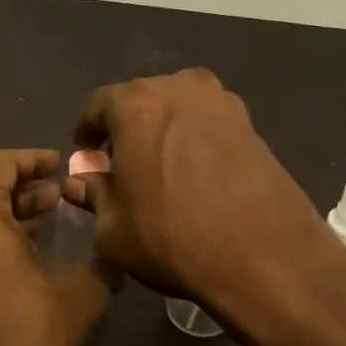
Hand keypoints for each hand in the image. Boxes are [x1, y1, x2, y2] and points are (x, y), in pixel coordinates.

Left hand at [0, 149, 110, 345]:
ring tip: (44, 223)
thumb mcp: (82, 290)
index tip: (57, 164)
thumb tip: (115, 244)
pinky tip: (19, 255)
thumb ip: (101, 256)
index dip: (31, 159)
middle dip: (21, 189)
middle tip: (57, 197)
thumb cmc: (31, 332)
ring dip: (6, 214)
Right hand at [63, 70, 331, 314]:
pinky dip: (194, 140)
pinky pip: (208, 124)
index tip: (85, 152)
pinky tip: (194, 175)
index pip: (98, 104)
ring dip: (162, 131)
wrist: (264, 256)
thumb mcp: (114, 228)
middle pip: (141, 101)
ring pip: (178, 110)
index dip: (87, 129)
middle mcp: (180, 88)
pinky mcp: (252, 125)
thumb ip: (93, 194)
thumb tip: (81, 181)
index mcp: (137, 104)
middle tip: (120, 164)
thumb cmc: (173, 238)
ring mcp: (223, 103)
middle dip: (126, 128)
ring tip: (159, 169)